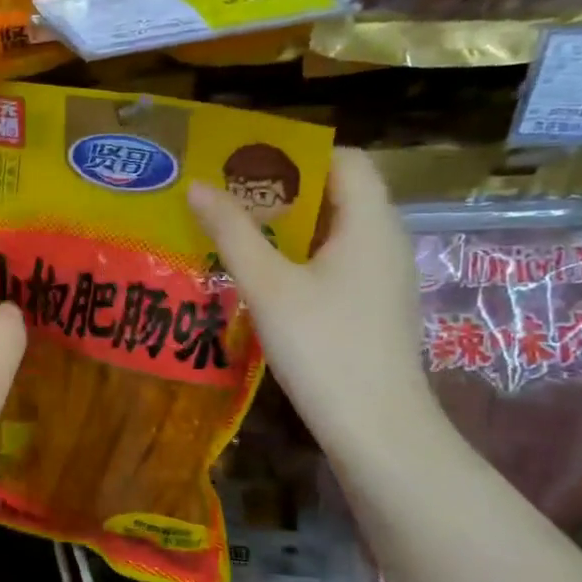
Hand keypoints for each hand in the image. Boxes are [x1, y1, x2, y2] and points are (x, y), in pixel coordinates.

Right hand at [188, 148, 434, 457]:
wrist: (376, 428)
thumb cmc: (324, 346)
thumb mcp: (268, 285)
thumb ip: (232, 232)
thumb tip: (196, 186)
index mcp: (369, 221)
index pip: (344, 158)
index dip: (296, 153)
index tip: (245, 162)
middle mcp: (385, 239)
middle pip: (337, 192)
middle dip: (282, 189)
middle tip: (226, 195)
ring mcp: (383, 276)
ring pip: (334, 231)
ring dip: (287, 225)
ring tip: (234, 230)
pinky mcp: (374, 306)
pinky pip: (336, 262)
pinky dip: (300, 256)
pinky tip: (262, 276)